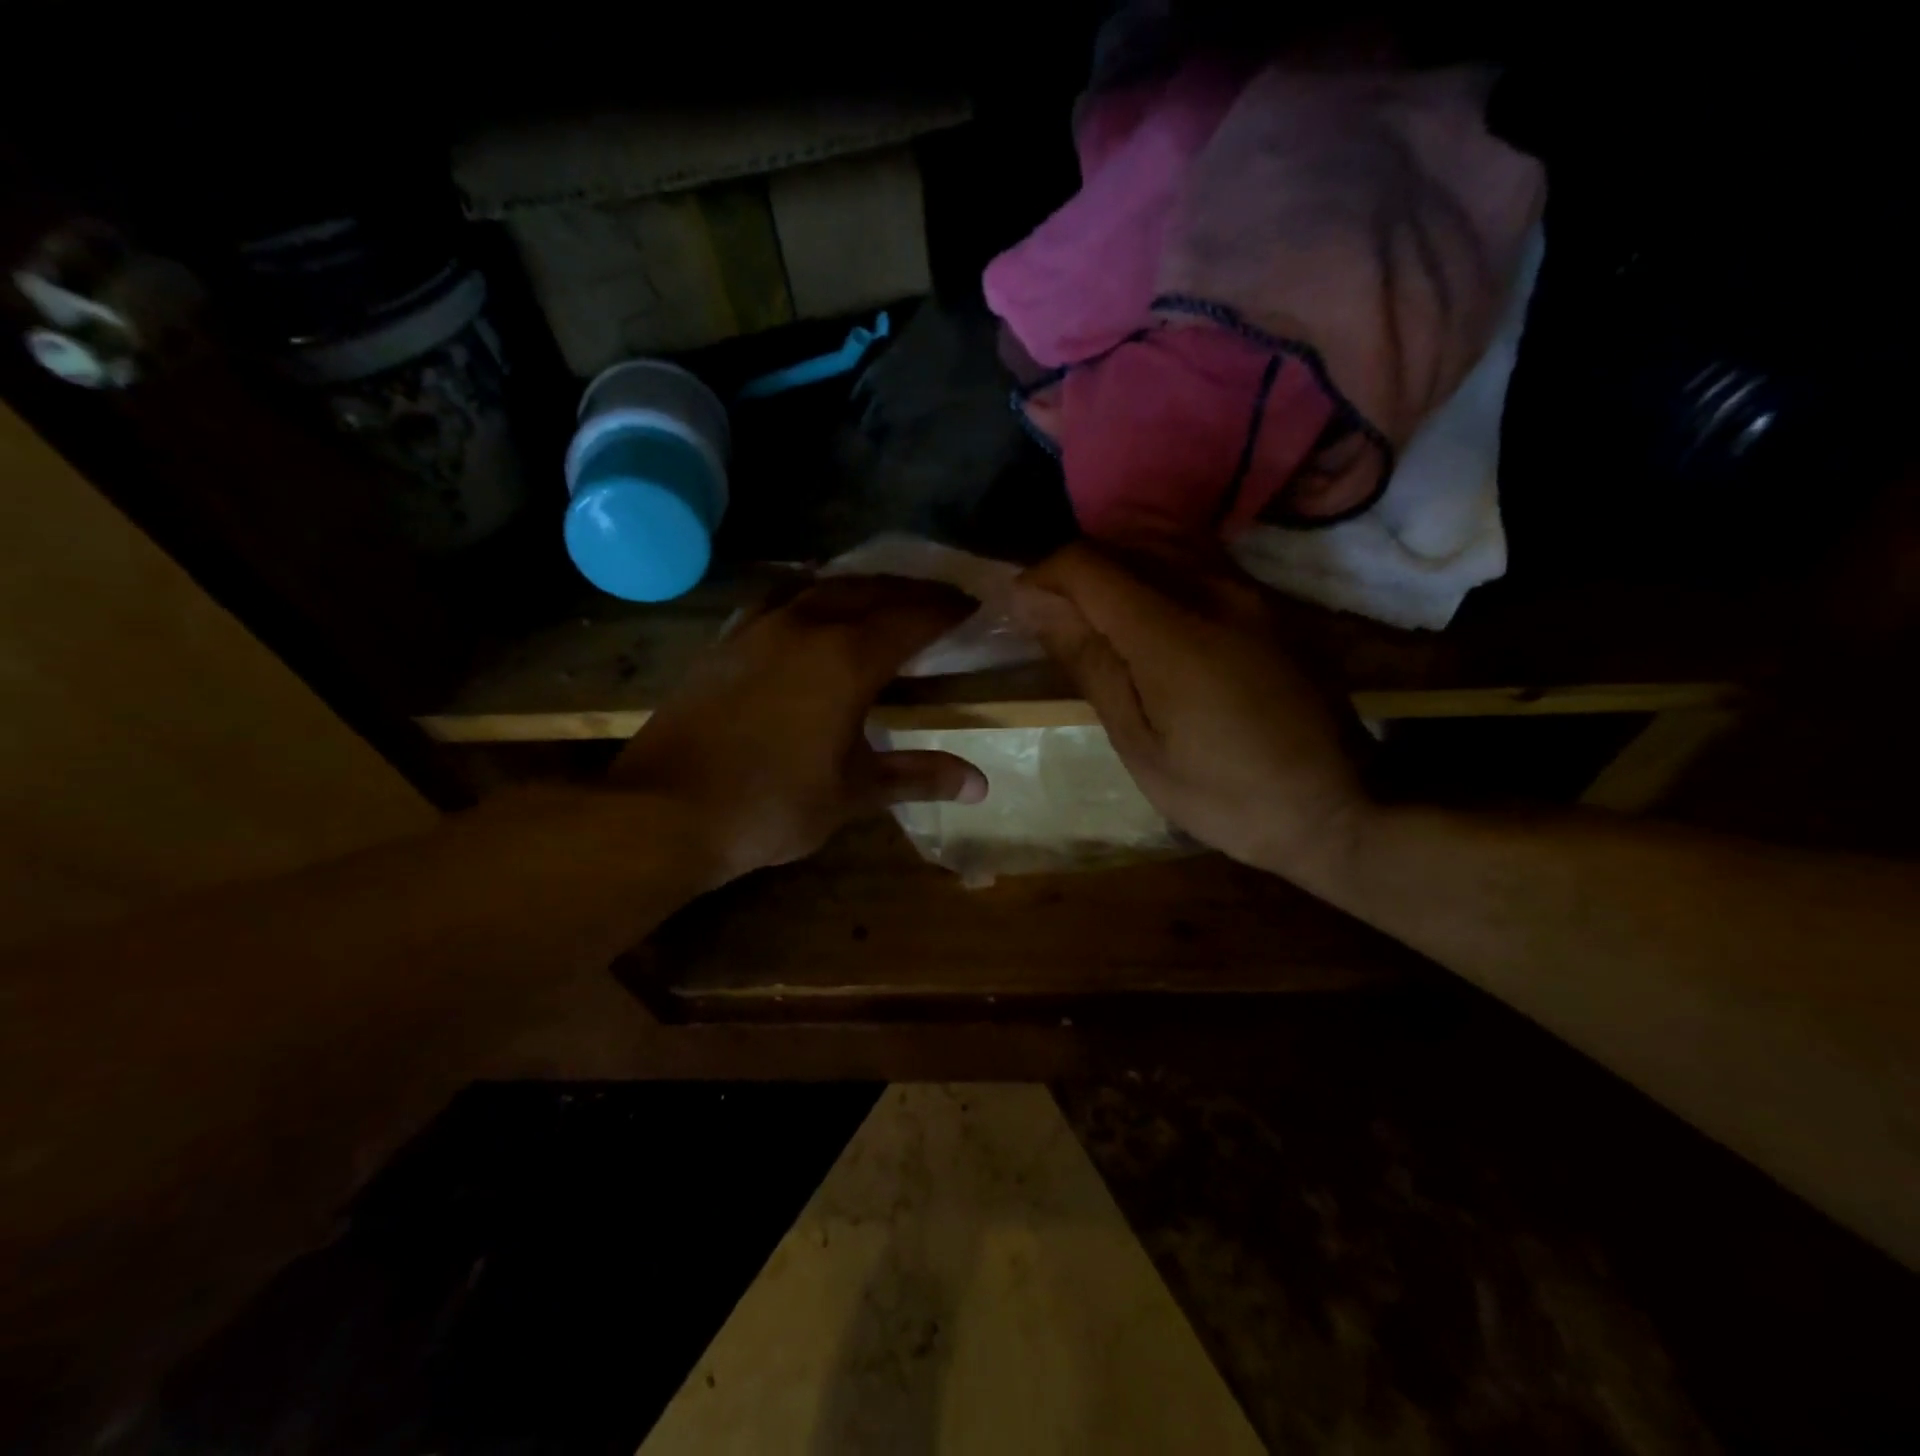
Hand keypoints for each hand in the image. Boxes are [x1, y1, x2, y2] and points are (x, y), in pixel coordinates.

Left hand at [612, 575, 987, 884]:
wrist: (665, 810)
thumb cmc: (772, 804)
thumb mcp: (853, 792)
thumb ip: (917, 776)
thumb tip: (979, 785)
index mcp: (846, 658)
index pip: (911, 619)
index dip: (947, 611)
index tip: (973, 607)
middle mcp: (805, 625)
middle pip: (870, 591)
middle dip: (911, 592)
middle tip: (940, 600)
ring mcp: (759, 627)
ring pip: (822, 586)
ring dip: (861, 586)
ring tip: (883, 597)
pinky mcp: (726, 641)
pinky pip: (779, 598)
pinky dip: (810, 594)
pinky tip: (810, 609)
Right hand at [1013, 543, 1373, 887]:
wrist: (1338, 808)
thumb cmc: (1224, 793)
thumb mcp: (1139, 743)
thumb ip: (1089, 661)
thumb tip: (1035, 605)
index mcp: (1173, 632)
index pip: (1086, 564)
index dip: (1042, 577)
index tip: (1022, 613)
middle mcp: (1213, 589)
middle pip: (1121, 543)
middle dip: (1074, 572)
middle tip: (1053, 622)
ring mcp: (1249, 590)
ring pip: (1161, 542)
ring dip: (1114, 567)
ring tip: (1094, 616)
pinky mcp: (1269, 601)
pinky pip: (1197, 560)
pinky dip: (1154, 571)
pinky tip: (1145, 614)